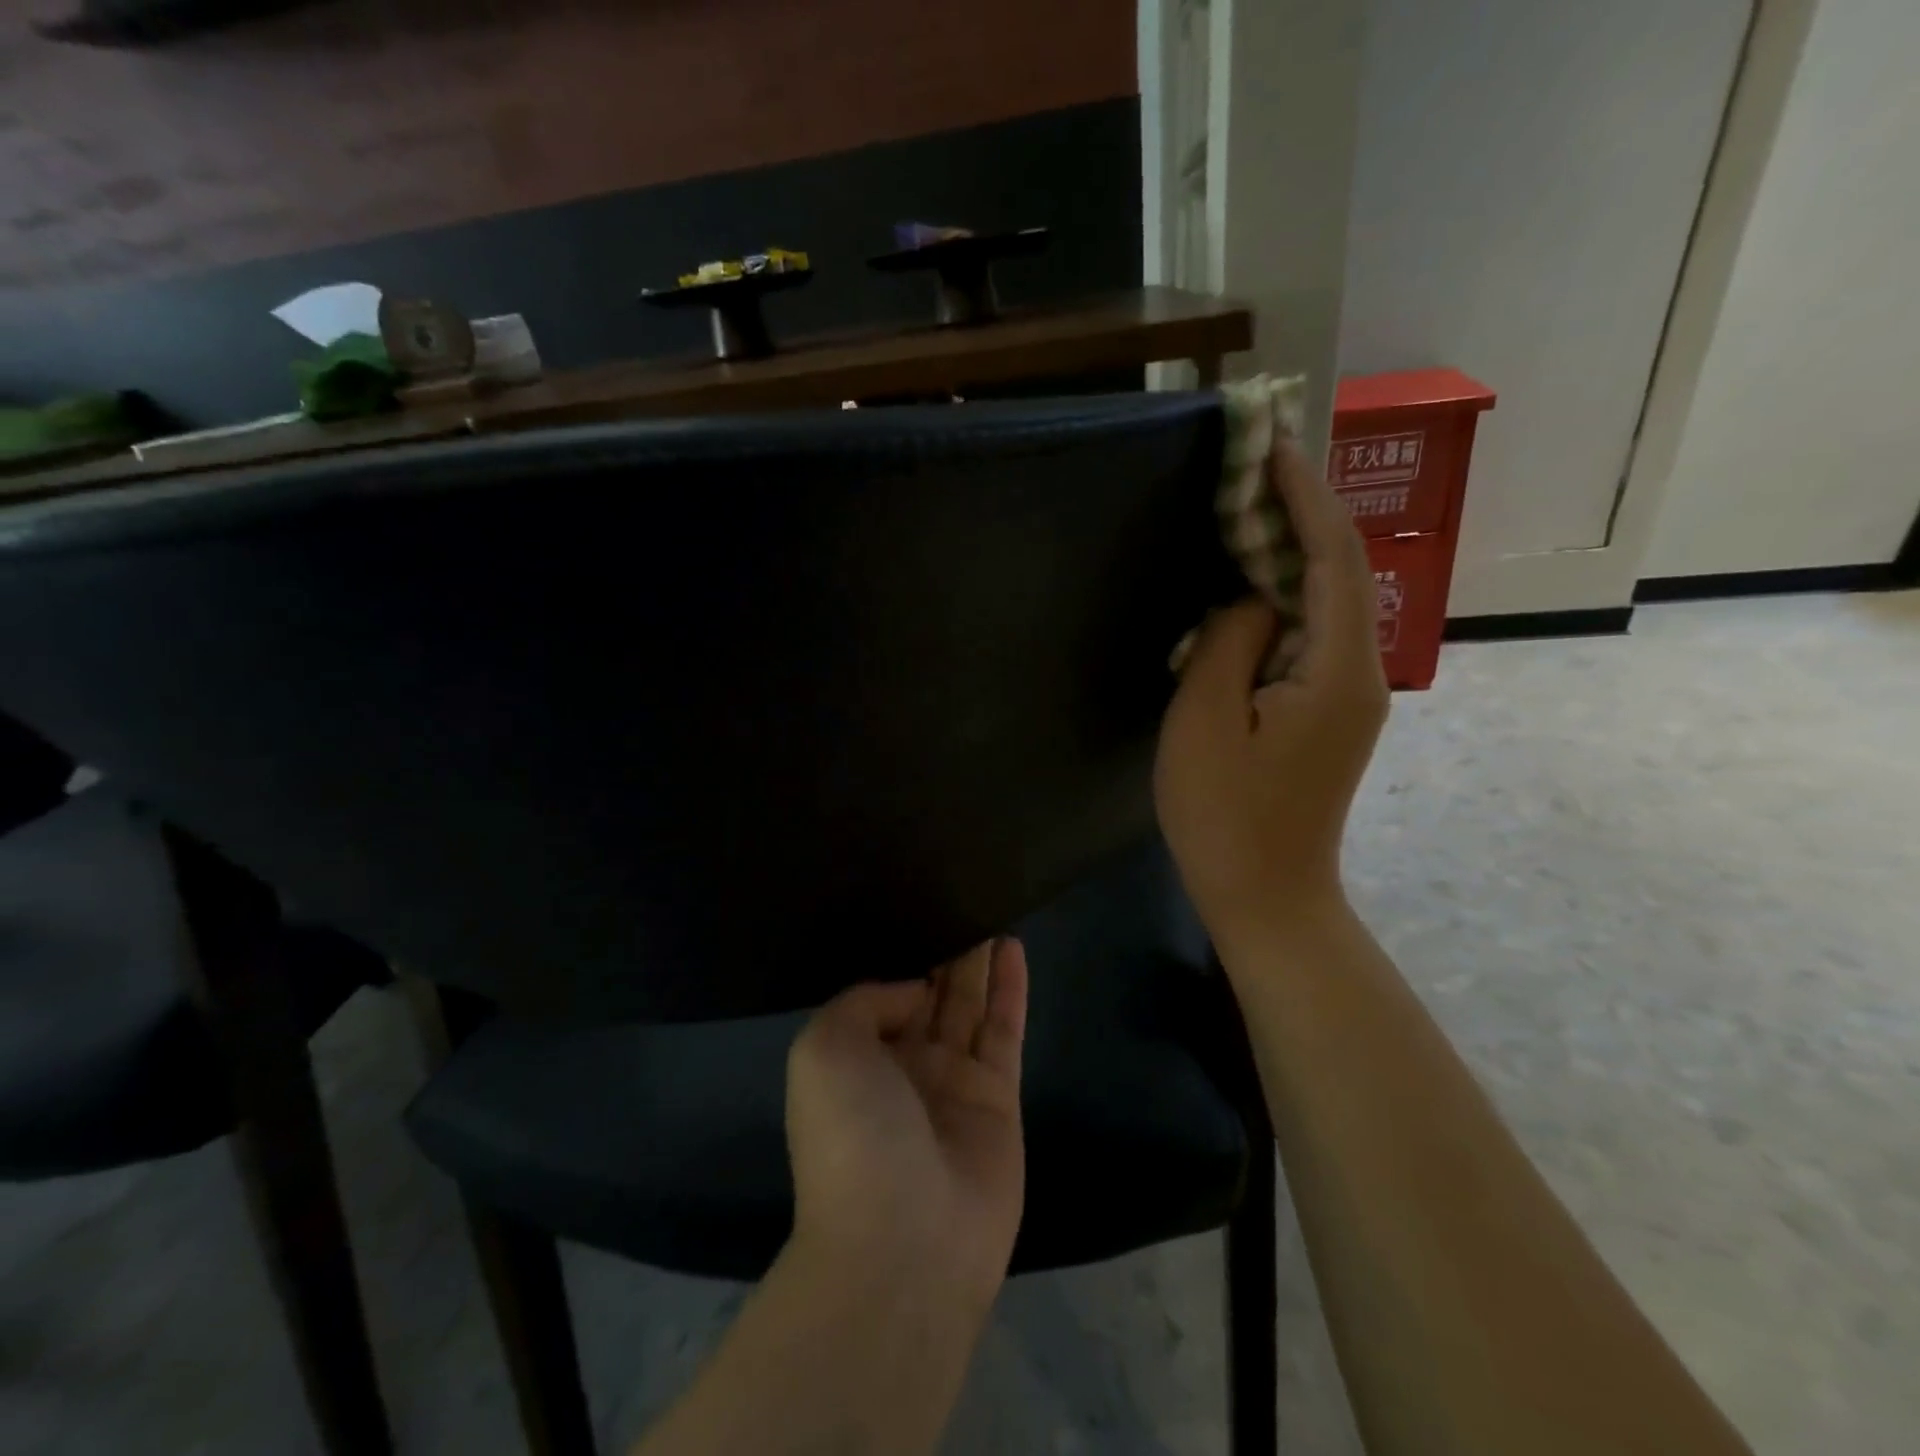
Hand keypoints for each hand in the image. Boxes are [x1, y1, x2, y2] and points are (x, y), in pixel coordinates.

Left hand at [785, 938, 1027, 1308]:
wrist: (904, 1242)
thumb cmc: (852, 1136)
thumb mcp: (824, 1049)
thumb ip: (864, 1002)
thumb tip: (914, 989)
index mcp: (857, 1060)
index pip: (882, 995)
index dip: (901, 955)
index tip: (917, 909)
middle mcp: (904, 1067)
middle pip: (930, 995)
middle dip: (944, 952)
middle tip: (962, 898)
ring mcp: (954, 1083)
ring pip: (968, 1006)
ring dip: (978, 961)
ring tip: (990, 910)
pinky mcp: (998, 1099)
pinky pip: (1004, 1031)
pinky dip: (1009, 990)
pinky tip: (1013, 947)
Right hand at [1155, 429, 1389, 949]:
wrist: (1266, 895)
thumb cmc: (1225, 815)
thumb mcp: (1206, 721)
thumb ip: (1231, 640)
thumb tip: (1253, 599)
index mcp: (1337, 668)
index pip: (1332, 558)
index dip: (1303, 496)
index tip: (1271, 447)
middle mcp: (1360, 671)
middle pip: (1339, 573)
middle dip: (1299, 513)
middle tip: (1249, 471)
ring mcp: (1348, 694)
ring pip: (1325, 603)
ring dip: (1290, 554)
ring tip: (1245, 512)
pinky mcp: (1329, 712)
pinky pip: (1310, 636)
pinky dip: (1283, 598)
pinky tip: (1248, 587)